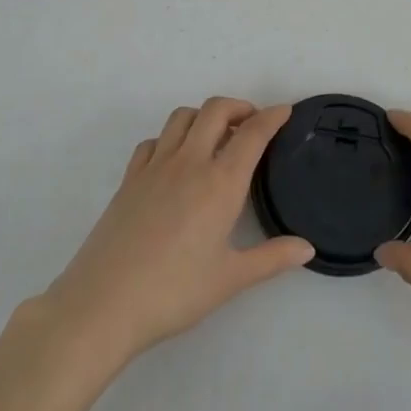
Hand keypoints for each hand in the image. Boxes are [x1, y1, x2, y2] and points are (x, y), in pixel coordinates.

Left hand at [40, 99, 313, 368]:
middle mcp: (188, 163)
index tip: (286, 111)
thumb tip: (307, 248)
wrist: (103, 303)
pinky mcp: (129, 179)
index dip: (272, 117)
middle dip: (239, 107)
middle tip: (252, 124)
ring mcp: (154, 167)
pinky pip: (154, 141)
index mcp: (219, 183)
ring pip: (182, 117)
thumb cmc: (174, 292)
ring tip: (216, 138)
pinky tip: (175, 161)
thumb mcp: (230, 279)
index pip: (252, 134)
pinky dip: (171, 138)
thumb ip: (272, 258)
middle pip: (215, 110)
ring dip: (204, 116)